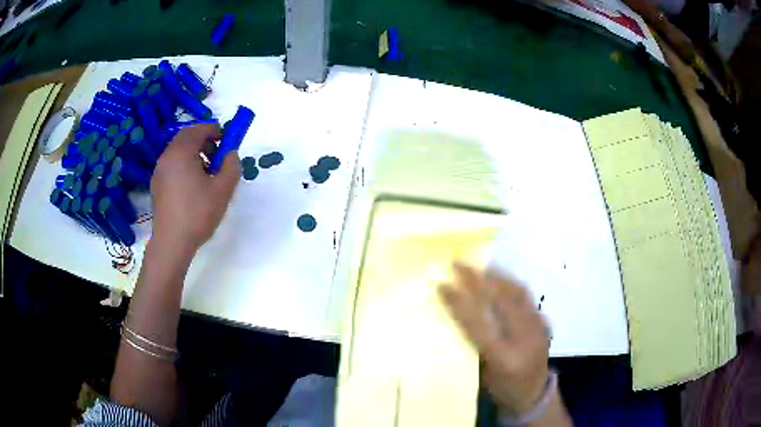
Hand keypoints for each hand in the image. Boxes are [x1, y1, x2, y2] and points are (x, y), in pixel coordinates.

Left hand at [150, 123, 240, 252]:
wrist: (172, 242)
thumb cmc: (198, 213)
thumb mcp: (223, 189)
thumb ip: (231, 165)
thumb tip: (230, 154)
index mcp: (181, 153)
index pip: (199, 129)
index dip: (215, 130)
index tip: (227, 140)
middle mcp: (167, 157)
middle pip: (186, 137)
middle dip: (204, 141)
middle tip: (217, 156)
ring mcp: (159, 171)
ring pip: (178, 151)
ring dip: (194, 154)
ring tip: (206, 174)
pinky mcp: (157, 185)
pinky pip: (172, 165)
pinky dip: (184, 165)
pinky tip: (193, 186)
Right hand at [439, 263, 549, 415]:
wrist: (534, 395)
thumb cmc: (501, 389)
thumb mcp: (481, 374)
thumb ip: (474, 345)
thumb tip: (459, 314)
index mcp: (503, 358)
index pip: (478, 325)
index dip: (458, 303)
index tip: (442, 285)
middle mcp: (523, 339)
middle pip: (501, 301)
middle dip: (477, 279)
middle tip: (458, 264)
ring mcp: (538, 328)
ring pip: (517, 293)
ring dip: (495, 276)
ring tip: (478, 265)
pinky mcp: (544, 322)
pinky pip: (526, 296)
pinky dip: (510, 283)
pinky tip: (499, 277)